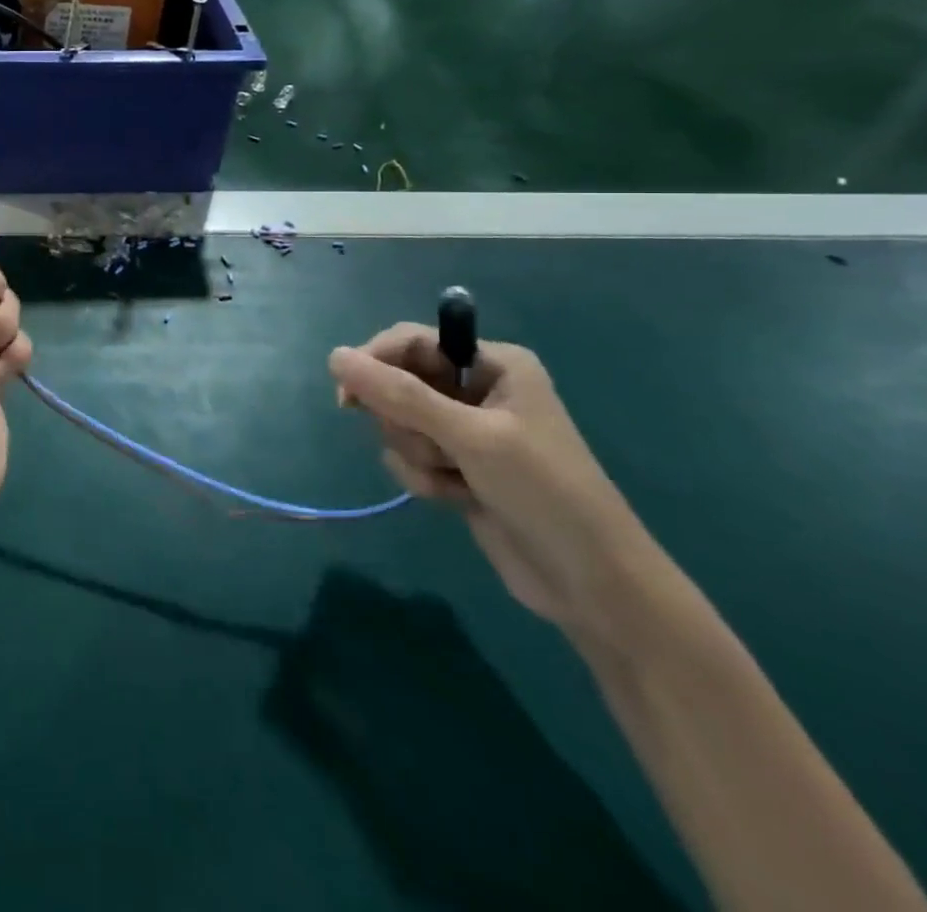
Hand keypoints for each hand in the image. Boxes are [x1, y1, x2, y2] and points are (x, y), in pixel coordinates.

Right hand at [329, 327, 661, 643]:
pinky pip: (409, 456)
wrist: (592, 585)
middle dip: (406, 422)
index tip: (349, 397)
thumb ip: (399, 395)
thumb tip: (333, 356)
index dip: (375, 362)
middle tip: (434, 448)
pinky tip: (458, 499)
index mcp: (493, 364)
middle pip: (398, 383)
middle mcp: (476, 389)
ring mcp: (466, 430)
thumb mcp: (471, 437)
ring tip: (456, 479)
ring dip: (417, 455)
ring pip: (398, 424)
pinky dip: (425, 479)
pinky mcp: (457, 466)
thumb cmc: (544, 492)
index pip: (410, 341)